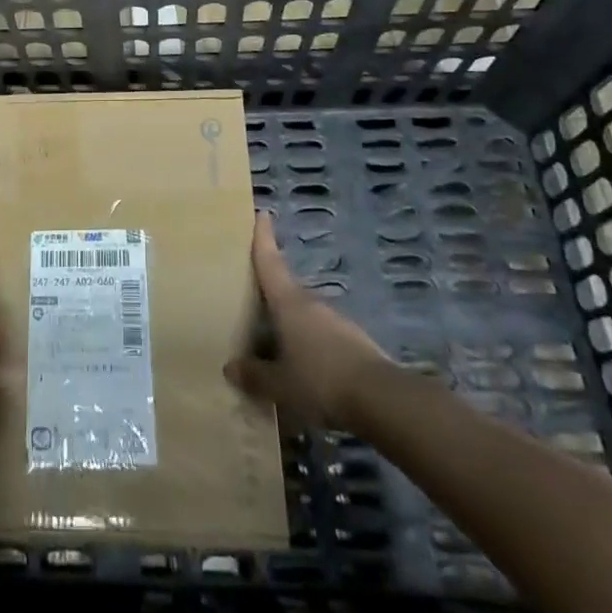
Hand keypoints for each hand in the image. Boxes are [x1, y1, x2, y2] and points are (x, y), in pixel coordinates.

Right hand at [225, 210, 392, 429]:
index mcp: (289, 303)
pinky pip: (320, 335)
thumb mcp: (280, 384)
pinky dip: (307, 343)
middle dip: (270, 291)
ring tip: (273, 341)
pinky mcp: (353, 342)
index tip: (262, 213)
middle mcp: (311, 303)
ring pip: (304, 314)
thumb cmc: (320, 380)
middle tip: (251, 296)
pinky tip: (303, 366)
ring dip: (289, 322)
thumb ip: (255, 376)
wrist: (381, 399)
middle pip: (285, 288)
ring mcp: (335, 321)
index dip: (263, 238)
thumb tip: (230, 367)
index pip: (271, 262)